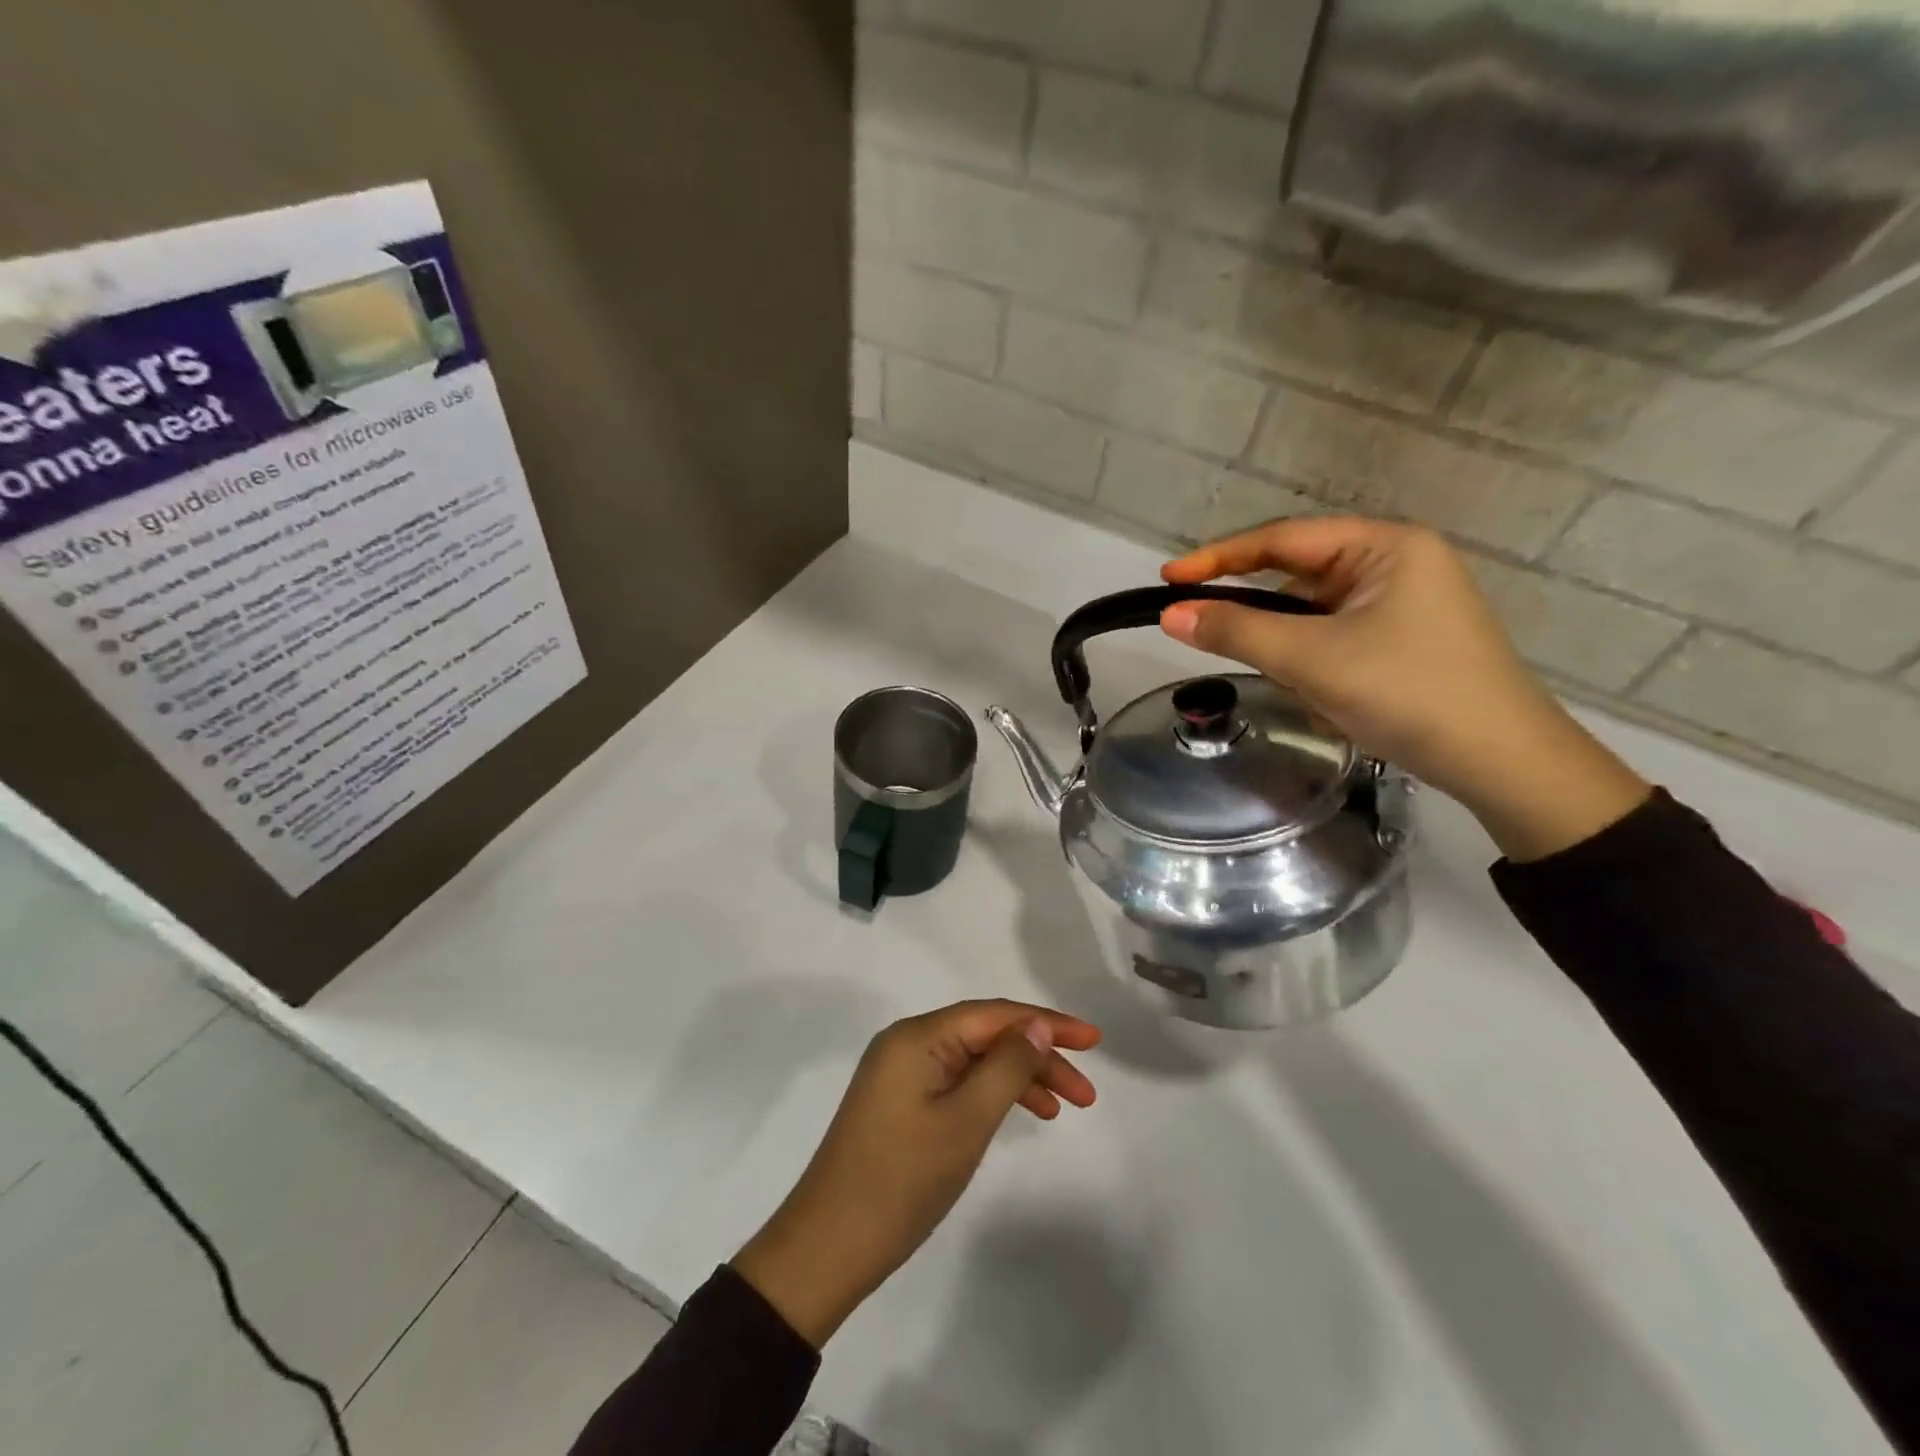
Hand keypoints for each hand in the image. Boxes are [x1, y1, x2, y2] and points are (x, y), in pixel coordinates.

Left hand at [732, 1000, 1099, 1346]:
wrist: (827, 1248)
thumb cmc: (901, 1181)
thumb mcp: (966, 1122)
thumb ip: (1007, 1067)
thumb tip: (1037, 1026)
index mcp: (918, 1036)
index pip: (994, 1014)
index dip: (1047, 1023)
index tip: (1094, 1039)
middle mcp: (907, 1043)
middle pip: (985, 1034)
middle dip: (1037, 1055)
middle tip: (1085, 1092)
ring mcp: (901, 1073)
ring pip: (973, 1060)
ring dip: (1018, 1077)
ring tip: (1063, 1107)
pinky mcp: (899, 1102)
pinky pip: (956, 1082)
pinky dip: (990, 1095)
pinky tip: (1019, 1115)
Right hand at [1159, 517, 1649, 860]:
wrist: (1502, 762)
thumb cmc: (1407, 693)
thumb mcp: (1311, 659)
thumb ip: (1236, 631)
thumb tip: (1170, 615)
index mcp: (1384, 546)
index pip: (1282, 538)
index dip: (1218, 557)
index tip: (1168, 577)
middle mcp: (1396, 563)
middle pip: (1297, 572)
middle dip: (1253, 604)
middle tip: (1197, 625)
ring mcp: (1403, 603)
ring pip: (1313, 609)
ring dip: (1283, 639)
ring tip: (1268, 670)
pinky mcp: (1403, 639)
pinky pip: (1334, 635)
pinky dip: (1309, 656)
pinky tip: (1308, 687)